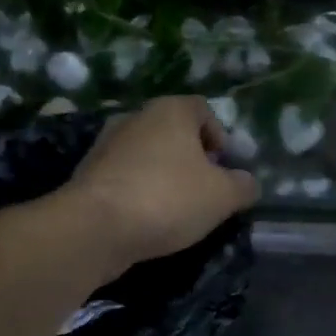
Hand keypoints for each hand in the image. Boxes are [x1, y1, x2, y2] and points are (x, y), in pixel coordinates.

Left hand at [68, 97, 259, 269]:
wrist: (96, 227)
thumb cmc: (168, 199)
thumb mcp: (222, 196)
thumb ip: (243, 186)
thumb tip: (247, 183)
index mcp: (170, 111)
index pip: (202, 109)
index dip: (219, 136)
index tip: (224, 166)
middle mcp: (136, 117)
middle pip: (173, 131)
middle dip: (192, 158)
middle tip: (204, 189)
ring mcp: (106, 145)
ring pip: (147, 154)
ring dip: (164, 176)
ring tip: (177, 209)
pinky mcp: (88, 174)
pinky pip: (125, 177)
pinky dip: (140, 191)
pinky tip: (147, 219)